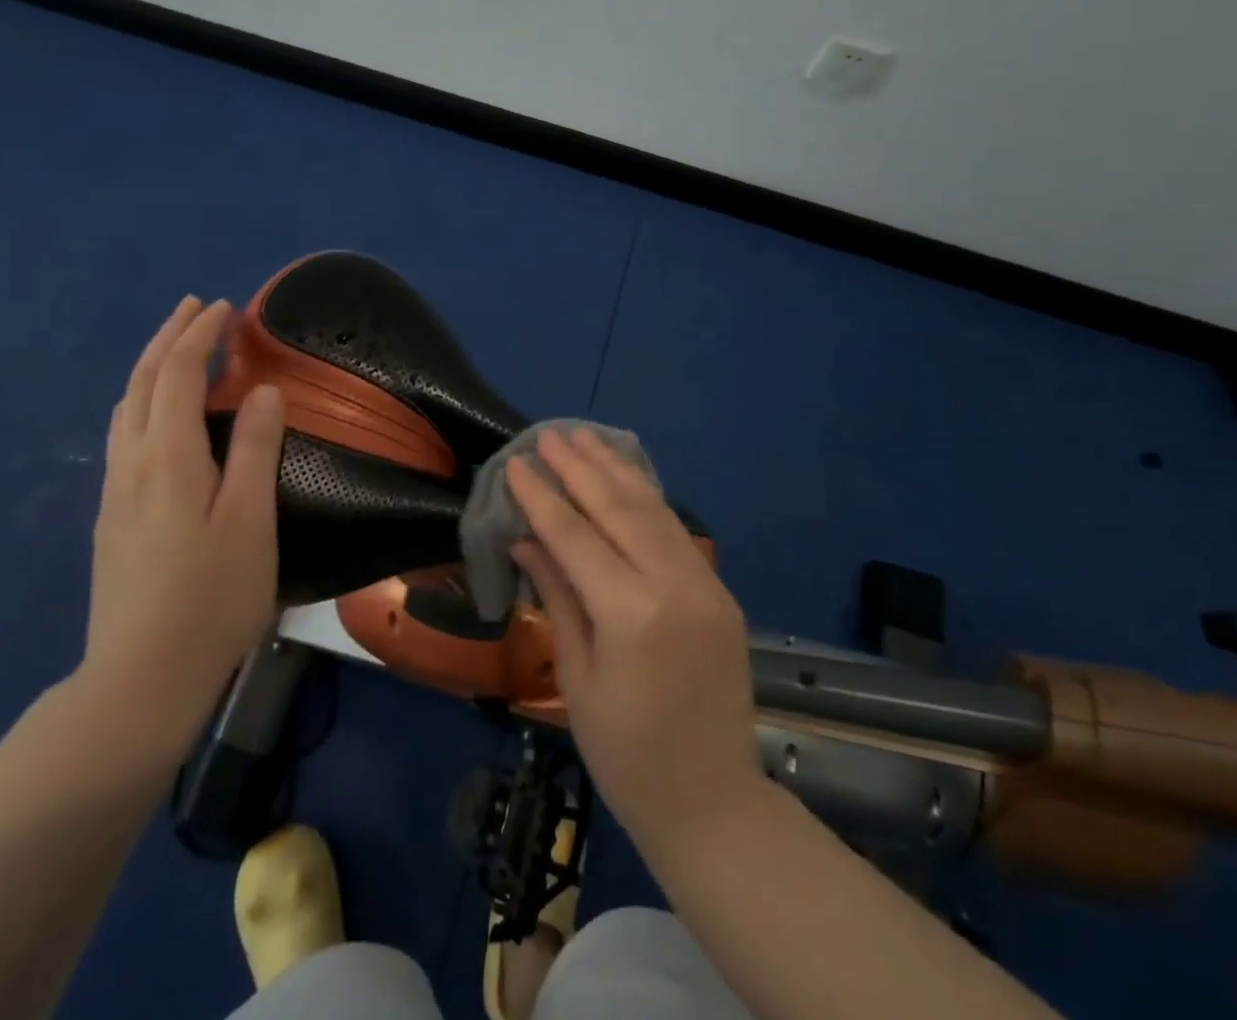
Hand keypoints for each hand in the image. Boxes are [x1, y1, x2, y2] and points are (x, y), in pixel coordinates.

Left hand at [82, 296, 285, 725]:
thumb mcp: (250, 521)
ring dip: (152, 367)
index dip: (201, 335)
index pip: (178, 374)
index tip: (226, 308)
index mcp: (168, 457)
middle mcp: (132, 463)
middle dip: (169, 337)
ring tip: (178, 349)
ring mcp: (116, 492)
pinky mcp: (113, 519)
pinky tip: (159, 416)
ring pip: (126, 408)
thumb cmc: (211, 597)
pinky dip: (145, 400)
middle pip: (142, 382)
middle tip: (195, 308)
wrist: (140, 679)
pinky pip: (125, 434)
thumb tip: (262, 390)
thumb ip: (255, 449)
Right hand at [507, 428, 763, 854]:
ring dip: (616, 469)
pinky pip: (675, 530)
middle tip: (550, 434)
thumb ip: (557, 595)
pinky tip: (625, 476)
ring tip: (585, 437)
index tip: (517, 463)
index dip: (542, 497)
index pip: (575, 536)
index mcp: (632, 614)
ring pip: (654, 508)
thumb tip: (526, 538)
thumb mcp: (577, 677)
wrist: (712, 801)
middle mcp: (674, 585)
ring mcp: (704, 583)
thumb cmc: (625, 754)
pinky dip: (646, 496)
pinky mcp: (719, 590)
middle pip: (619, 508)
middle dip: (580, 467)